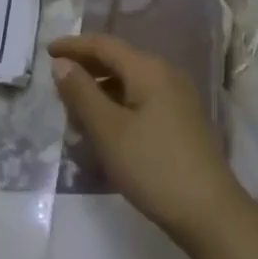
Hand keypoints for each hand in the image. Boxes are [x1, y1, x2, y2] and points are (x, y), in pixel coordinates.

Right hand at [49, 34, 248, 245]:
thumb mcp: (108, 130)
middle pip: (118, 60)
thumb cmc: (153, 166)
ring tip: (75, 112)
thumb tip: (62, 63)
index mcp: (148, 69)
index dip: (74, 46)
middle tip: (57, 83)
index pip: (104, 45)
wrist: (210, 213)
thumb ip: (82, 93)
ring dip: (100, 91)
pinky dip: (117, 106)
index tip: (47, 51)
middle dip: (86, 69)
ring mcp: (177, 98)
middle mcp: (166, 74)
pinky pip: (141, 100)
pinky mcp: (181, 121)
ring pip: (129, 83)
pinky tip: (104, 130)